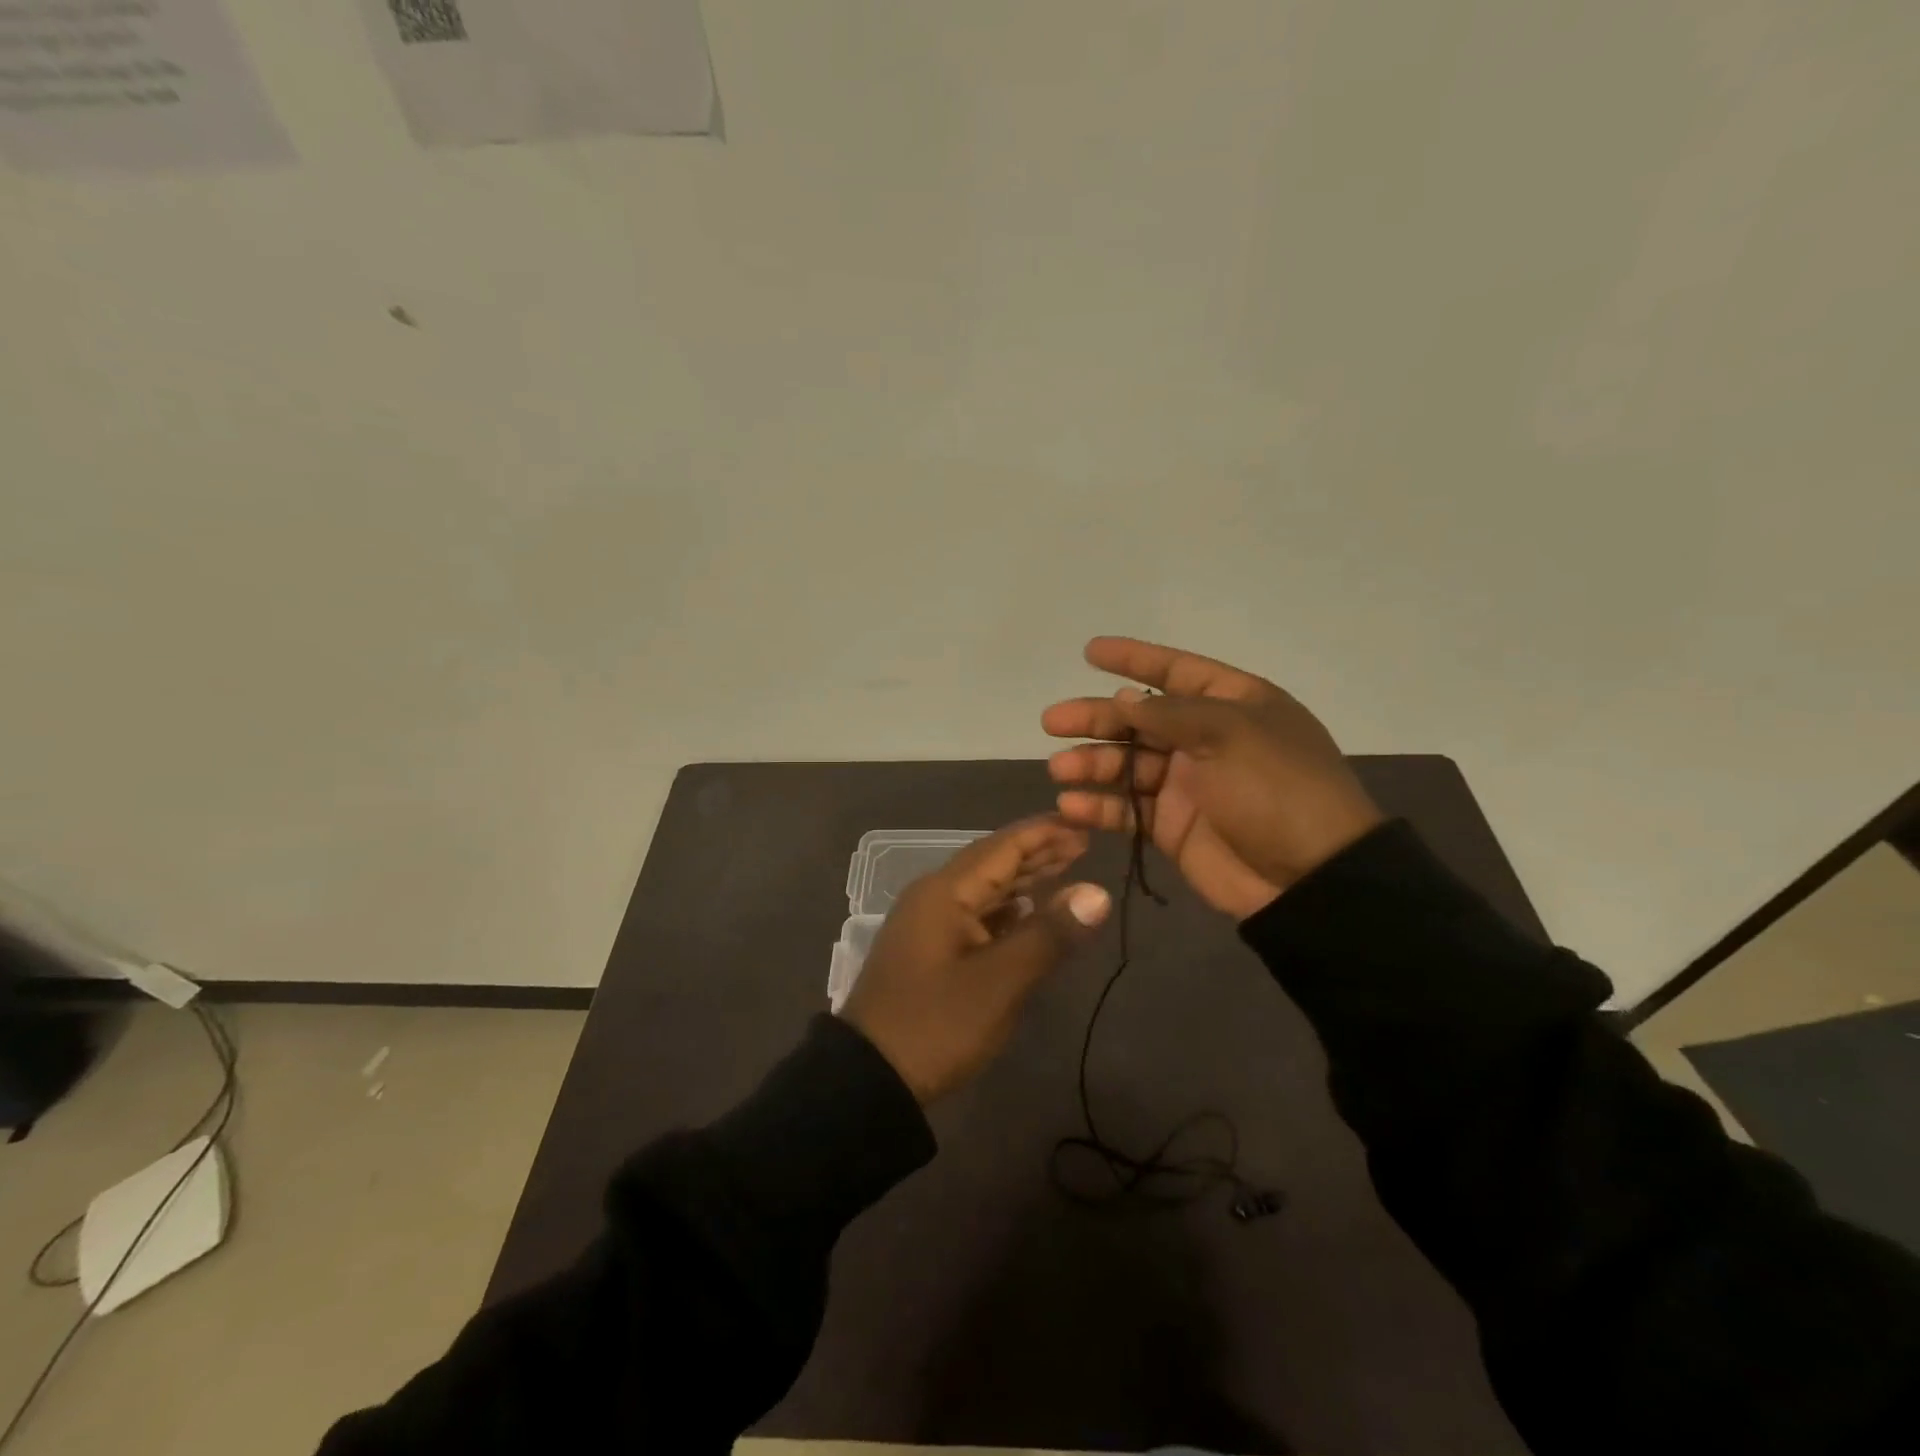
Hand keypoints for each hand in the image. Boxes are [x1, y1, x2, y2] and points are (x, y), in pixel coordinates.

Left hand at [842, 816, 1111, 1103]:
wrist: (869, 1078)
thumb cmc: (936, 1024)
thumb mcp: (999, 982)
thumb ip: (1049, 934)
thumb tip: (1096, 892)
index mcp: (945, 892)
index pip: (1002, 846)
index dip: (1044, 833)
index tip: (1083, 825)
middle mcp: (934, 897)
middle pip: (992, 864)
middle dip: (1036, 853)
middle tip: (1082, 845)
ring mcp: (928, 925)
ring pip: (983, 891)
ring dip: (1022, 881)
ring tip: (1064, 871)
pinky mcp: (929, 952)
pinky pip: (974, 916)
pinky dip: (1006, 910)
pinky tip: (1027, 913)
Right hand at [1042, 637, 1384, 920]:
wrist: (1309, 878)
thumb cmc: (1277, 788)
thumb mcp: (1230, 734)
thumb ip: (1170, 714)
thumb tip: (1123, 700)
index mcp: (1232, 705)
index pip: (1175, 671)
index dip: (1133, 659)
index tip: (1089, 652)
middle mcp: (1205, 739)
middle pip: (1139, 720)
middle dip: (1096, 718)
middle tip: (1053, 721)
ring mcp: (1187, 785)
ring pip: (1126, 765)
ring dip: (1091, 764)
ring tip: (1060, 769)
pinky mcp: (1172, 827)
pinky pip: (1127, 810)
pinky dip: (1098, 807)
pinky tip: (1071, 805)